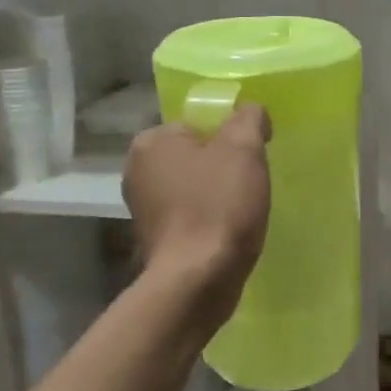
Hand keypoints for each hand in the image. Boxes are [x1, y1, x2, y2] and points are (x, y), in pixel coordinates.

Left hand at [124, 104, 272, 320]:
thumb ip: (248, 118)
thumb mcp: (243, 148)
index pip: (198, 123)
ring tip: (242, 210)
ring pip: (193, 187)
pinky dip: (209, 219)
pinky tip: (228, 232)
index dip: (230, 136)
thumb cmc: (219, 205)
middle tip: (250, 182)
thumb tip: (251, 111)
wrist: (199, 278)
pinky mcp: (156, 239)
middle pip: (196, 155)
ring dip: (217, 195)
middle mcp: (137, 170)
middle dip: (223, 166)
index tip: (252, 156)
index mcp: (152, 141)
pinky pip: (190, 215)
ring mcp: (143, 208)